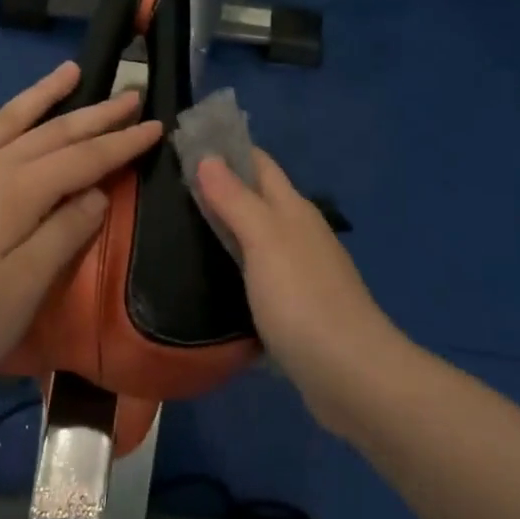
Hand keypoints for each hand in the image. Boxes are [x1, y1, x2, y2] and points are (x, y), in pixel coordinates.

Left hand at [0, 62, 161, 384]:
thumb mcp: (25, 288)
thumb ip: (64, 233)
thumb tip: (96, 193)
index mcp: (15, 192)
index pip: (82, 158)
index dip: (121, 143)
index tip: (155, 125)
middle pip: (51, 132)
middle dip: (95, 114)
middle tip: (130, 94)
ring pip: (7, 120)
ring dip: (43, 95)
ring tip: (71, 71)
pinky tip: (3, 122)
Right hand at [197, 149, 407, 427]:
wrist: (350, 374)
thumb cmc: (303, 299)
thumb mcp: (265, 241)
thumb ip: (236, 200)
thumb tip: (208, 157)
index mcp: (294, 210)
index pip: (259, 164)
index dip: (227, 149)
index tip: (184, 143)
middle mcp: (300, 233)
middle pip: (258, 198)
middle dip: (221, 186)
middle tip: (169, 186)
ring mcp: (300, 271)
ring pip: (257, 236)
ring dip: (226, 226)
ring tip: (179, 226)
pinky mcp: (295, 306)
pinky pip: (258, 272)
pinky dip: (235, 264)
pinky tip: (210, 275)